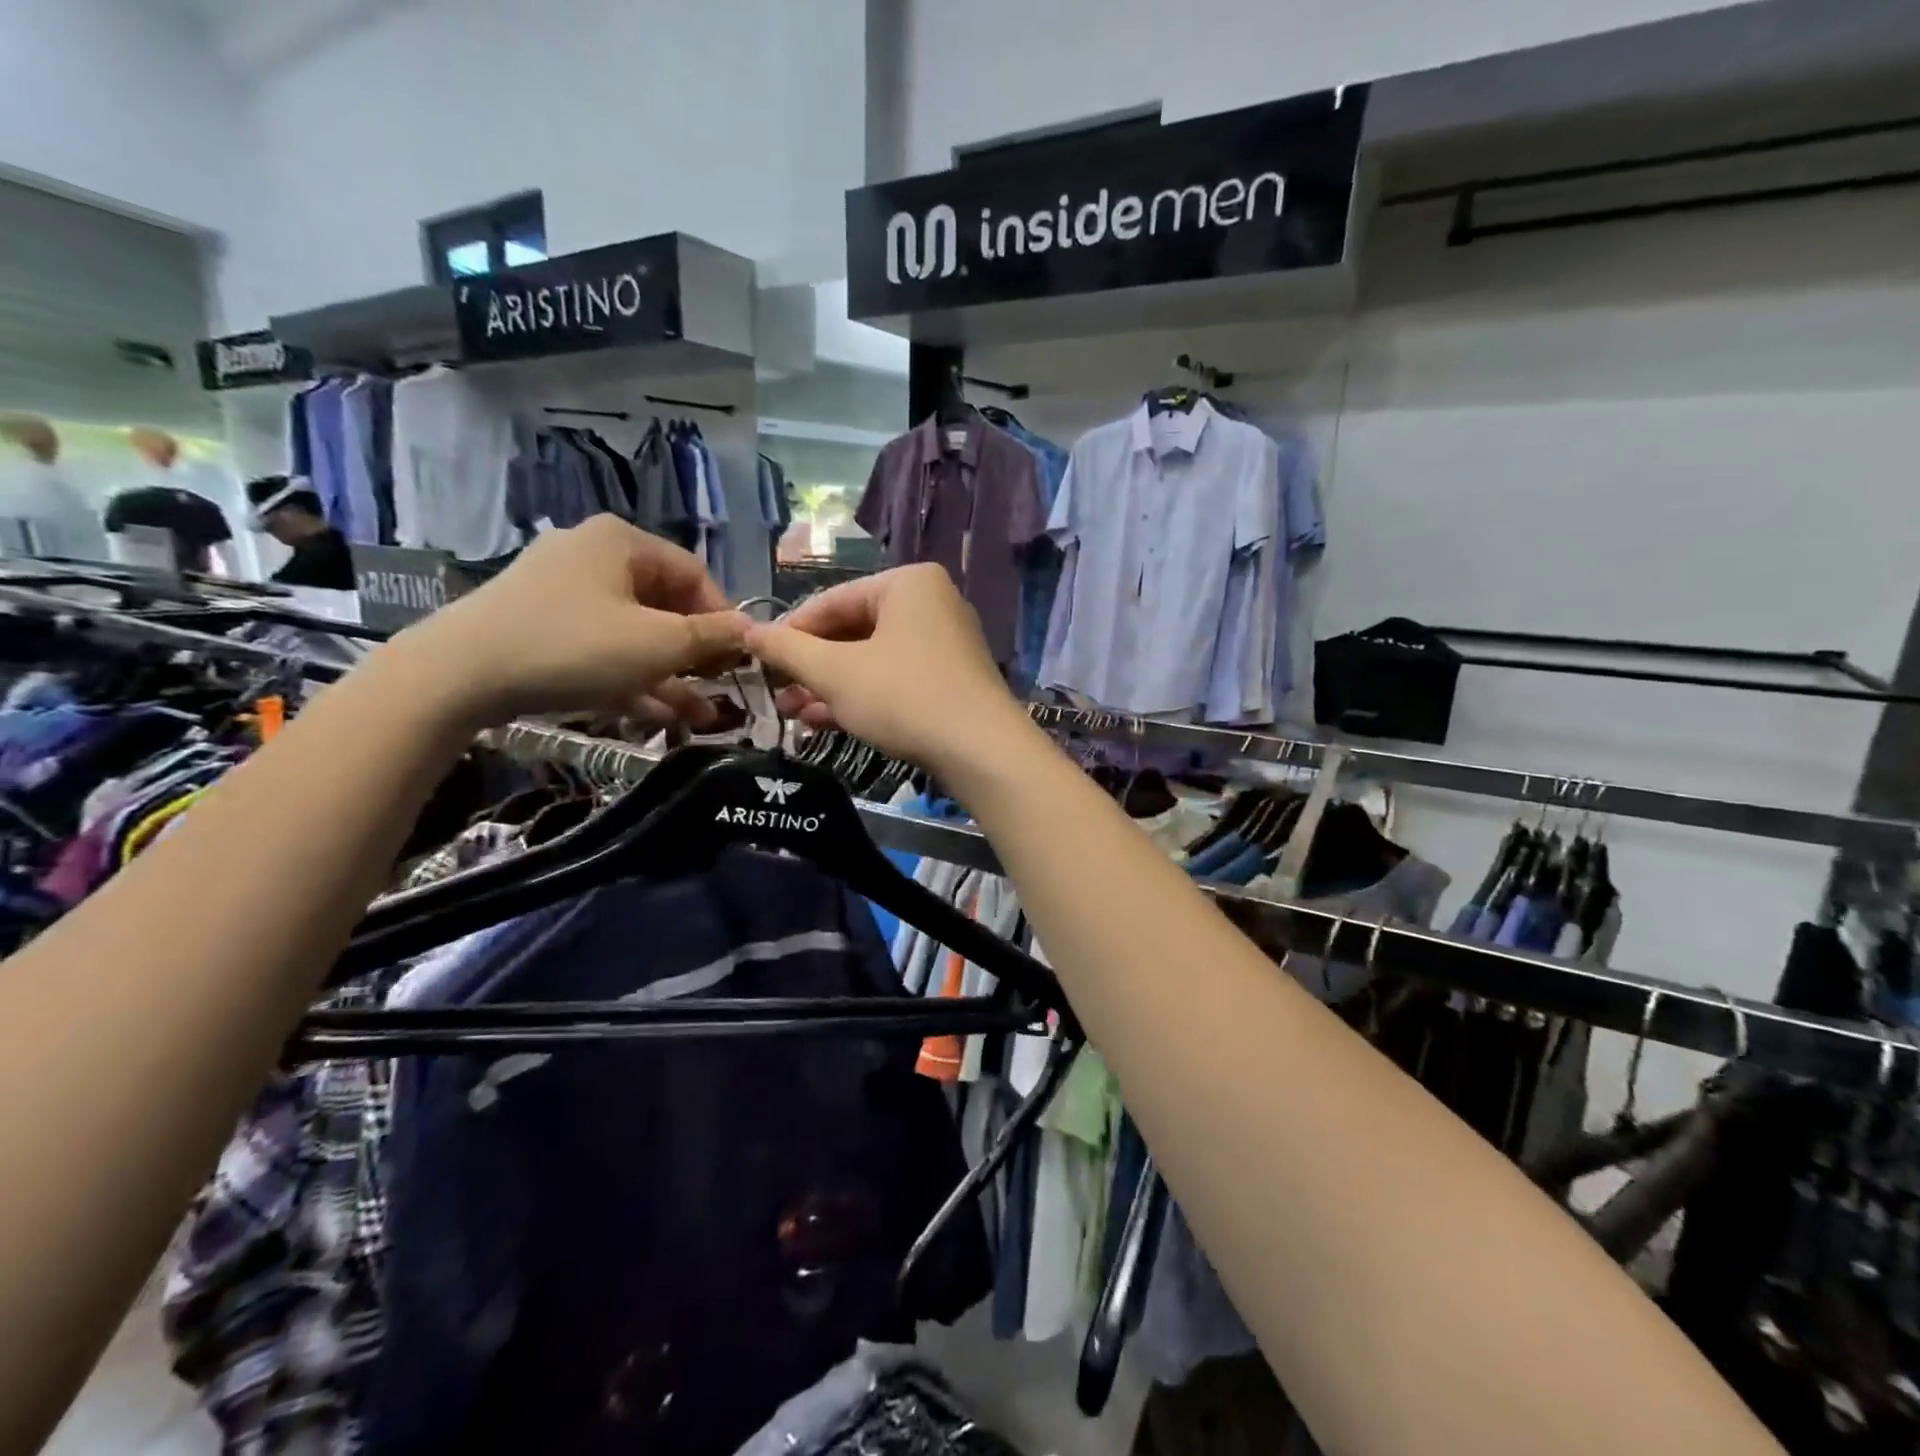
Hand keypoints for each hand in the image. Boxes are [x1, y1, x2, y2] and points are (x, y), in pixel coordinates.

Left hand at [393, 517, 748, 726]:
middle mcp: (593, 555)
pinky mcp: (541, 623)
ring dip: (670, 673)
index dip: (724, 619)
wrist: (458, 675)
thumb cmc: (574, 647)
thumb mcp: (658, 644)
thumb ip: (712, 636)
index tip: (739, 661)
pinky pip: (602, 644)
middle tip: (718, 689)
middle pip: (665, 603)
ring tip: (697, 716)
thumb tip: (752, 629)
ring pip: (634, 631)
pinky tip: (658, 713)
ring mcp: (562, 590)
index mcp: (623, 542)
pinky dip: (631, 674)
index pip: (696, 575)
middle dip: (697, 654)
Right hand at [744, 564, 1030, 775]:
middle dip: (810, 667)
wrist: (982, 752)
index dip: (790, 632)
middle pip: (852, 631)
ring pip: (871, 660)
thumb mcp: (836, 672)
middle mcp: (930, 604)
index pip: (832, 601)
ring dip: (829, 687)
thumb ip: (788, 650)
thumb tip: (747, 631)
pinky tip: (824, 722)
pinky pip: (894, 679)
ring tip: (791, 714)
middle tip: (776, 694)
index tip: (759, 661)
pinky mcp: (950, 681)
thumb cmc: (904, 697)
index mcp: (907, 584)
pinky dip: (860, 697)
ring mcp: (944, 644)